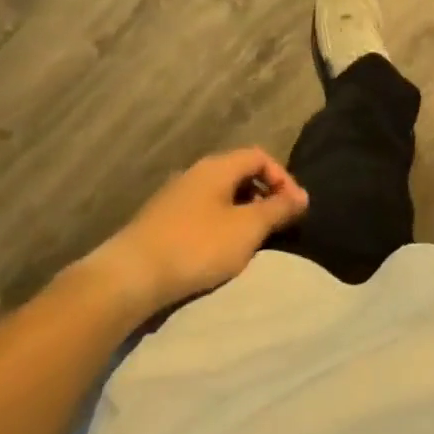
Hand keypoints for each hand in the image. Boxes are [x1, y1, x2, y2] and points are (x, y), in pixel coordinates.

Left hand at [90, 148, 308, 308]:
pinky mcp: (162, 221)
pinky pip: (202, 212)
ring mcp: (175, 196)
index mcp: (217, 167)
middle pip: (240, 174)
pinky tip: (220, 251)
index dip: (282, 177)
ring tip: (251, 241)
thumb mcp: (247, 228)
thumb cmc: (197, 246)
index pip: (260, 156)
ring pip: (220, 195)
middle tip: (277, 224)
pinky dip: (220, 224)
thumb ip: (278, 209)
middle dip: (264, 196)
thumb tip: (302, 196)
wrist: (130, 276)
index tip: (293, 208)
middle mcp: (196, 173)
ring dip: (242, 212)